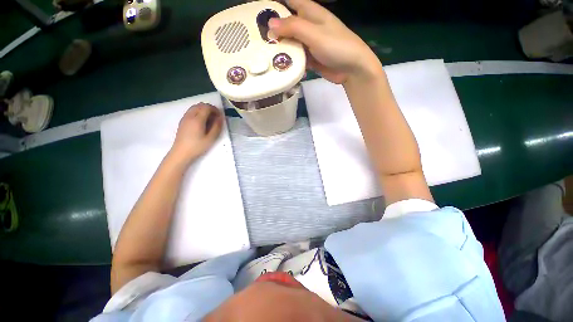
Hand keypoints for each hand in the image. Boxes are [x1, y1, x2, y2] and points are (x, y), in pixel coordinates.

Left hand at [169, 103, 222, 164]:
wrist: (181, 153)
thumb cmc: (197, 146)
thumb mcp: (211, 138)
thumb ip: (217, 127)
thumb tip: (220, 118)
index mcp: (197, 119)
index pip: (207, 107)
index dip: (215, 109)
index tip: (220, 116)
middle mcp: (190, 116)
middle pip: (200, 105)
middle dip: (209, 108)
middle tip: (216, 117)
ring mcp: (185, 118)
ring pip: (195, 107)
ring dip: (203, 110)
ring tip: (209, 119)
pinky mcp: (182, 121)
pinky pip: (191, 111)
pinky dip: (198, 112)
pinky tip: (202, 122)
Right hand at [269, 0, 381, 83]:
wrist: (351, 69)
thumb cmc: (337, 46)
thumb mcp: (315, 34)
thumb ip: (293, 27)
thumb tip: (270, 23)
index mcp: (309, 12)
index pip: (289, 0)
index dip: (274, 3)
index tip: (258, 10)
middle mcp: (307, 26)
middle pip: (285, 24)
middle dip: (272, 29)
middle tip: (255, 38)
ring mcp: (307, 43)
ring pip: (289, 42)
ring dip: (278, 47)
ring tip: (262, 53)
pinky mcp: (309, 58)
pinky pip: (295, 57)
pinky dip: (287, 60)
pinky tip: (277, 65)